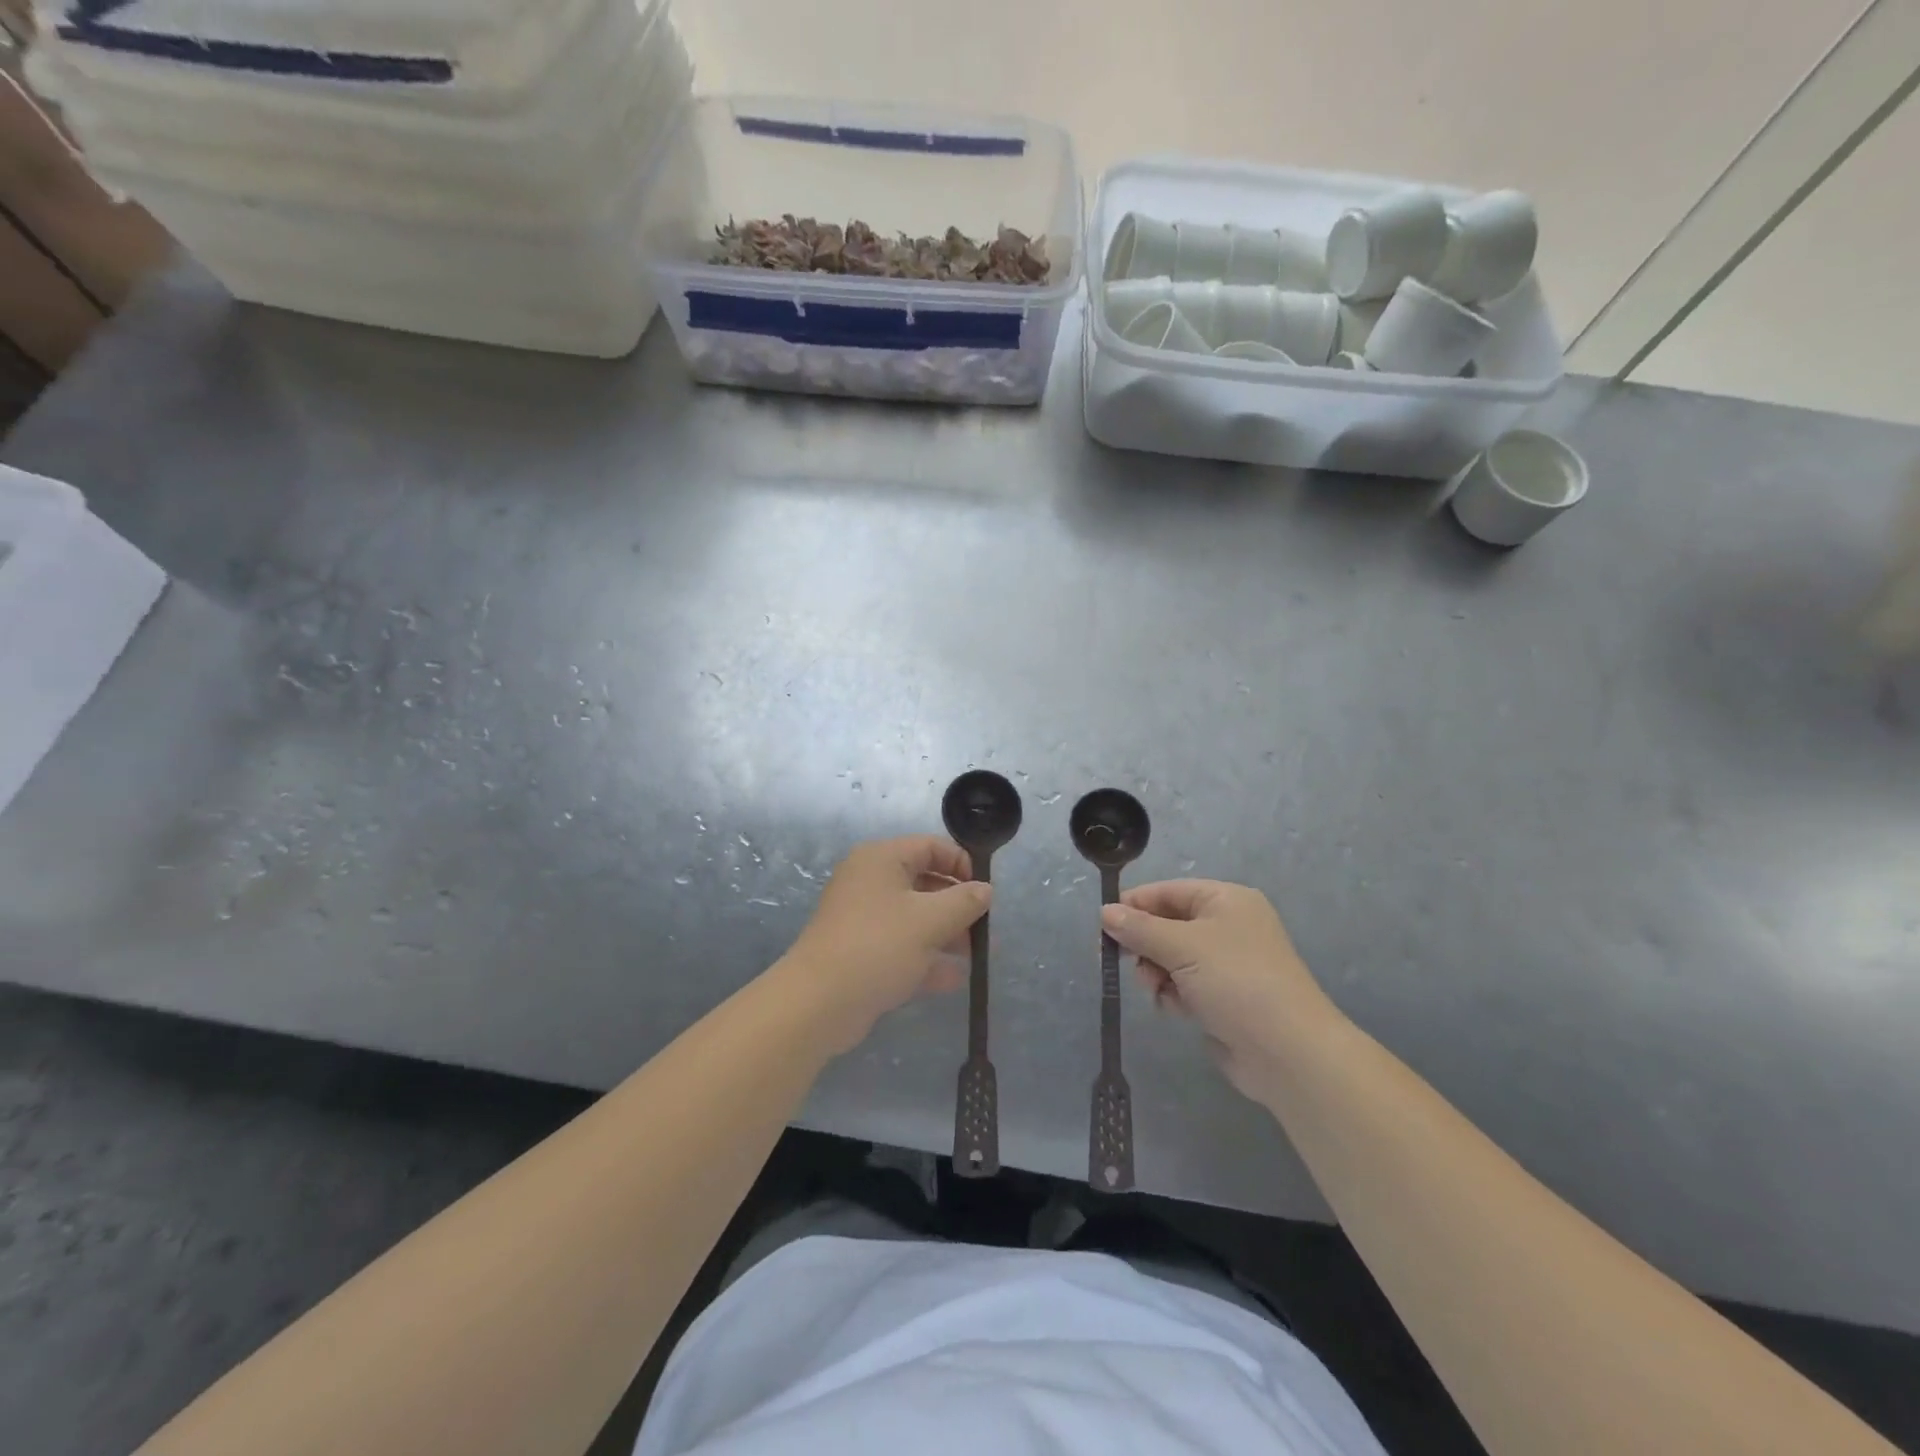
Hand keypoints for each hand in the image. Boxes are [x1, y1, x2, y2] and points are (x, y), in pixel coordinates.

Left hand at [782, 835, 990, 1052]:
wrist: (818, 1003)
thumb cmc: (878, 946)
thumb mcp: (931, 921)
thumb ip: (964, 902)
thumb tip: (985, 890)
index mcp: (881, 860)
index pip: (930, 846)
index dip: (961, 864)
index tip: (985, 891)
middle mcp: (869, 882)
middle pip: (923, 882)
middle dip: (957, 905)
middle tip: (983, 928)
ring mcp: (862, 918)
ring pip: (913, 917)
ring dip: (945, 934)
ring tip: (975, 956)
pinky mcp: (860, 952)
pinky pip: (900, 946)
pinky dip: (925, 958)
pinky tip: (953, 979)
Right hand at [1101, 880, 1340, 1101]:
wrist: (1288, 1052)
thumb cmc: (1236, 982)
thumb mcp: (1182, 947)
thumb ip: (1139, 929)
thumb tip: (1104, 912)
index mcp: (1225, 900)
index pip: (1167, 891)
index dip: (1134, 906)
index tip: (1103, 927)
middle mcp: (1227, 926)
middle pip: (1166, 925)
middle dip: (1145, 945)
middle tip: (1124, 962)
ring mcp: (1226, 964)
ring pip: (1170, 958)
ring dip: (1156, 973)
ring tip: (1157, 990)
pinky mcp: (1223, 997)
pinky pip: (1183, 985)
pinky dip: (1172, 994)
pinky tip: (1174, 1009)